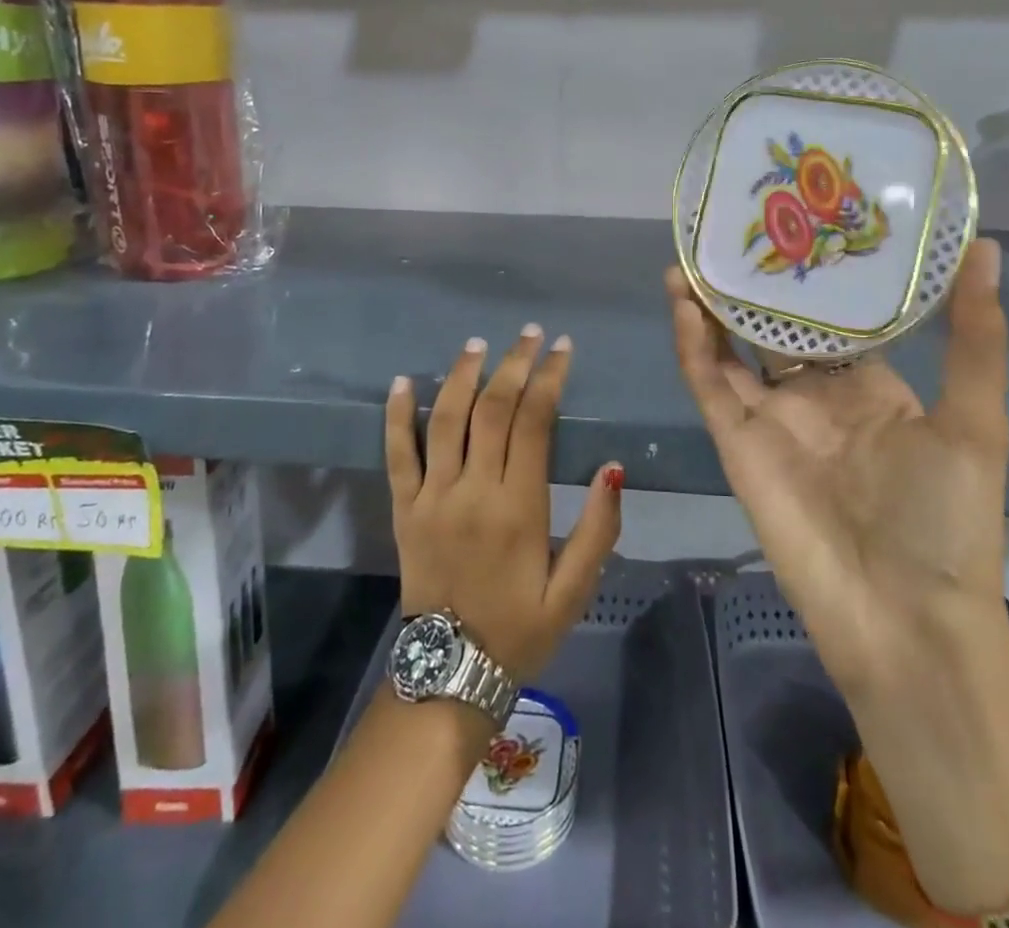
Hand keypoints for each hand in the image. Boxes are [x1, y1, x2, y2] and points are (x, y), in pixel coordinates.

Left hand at [385, 326, 623, 682]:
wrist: (448, 675)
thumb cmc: (520, 630)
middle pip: (491, 409)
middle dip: (513, 364)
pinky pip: (397, 455)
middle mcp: (472, 491)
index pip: (534, 423)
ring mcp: (432, 498)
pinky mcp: (404, 510)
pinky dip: (398, 416)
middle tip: (530, 334)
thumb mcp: (574, 590)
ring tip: (478, 343)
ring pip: (446, 420)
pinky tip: (404, 381)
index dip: (549, 379)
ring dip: (462, 376)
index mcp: (518, 508)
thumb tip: (612, 467)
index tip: (562, 349)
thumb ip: (599, 529)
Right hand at [664, 238, 1008, 690]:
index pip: (836, 316)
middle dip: (754, 284)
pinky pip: (709, 384)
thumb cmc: (946, 519)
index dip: (818, 274)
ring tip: (694, 254)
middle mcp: (816, 396)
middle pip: (773, 327)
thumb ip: (973, 336)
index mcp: (871, 386)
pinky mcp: (736, 443)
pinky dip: (693, 344)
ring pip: (730, 348)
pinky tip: (685, 301)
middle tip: (736, 226)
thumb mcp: (974, 420)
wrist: (904, 622)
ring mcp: (771, 419)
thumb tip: (986, 247)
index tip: (804, 219)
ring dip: (710, 305)